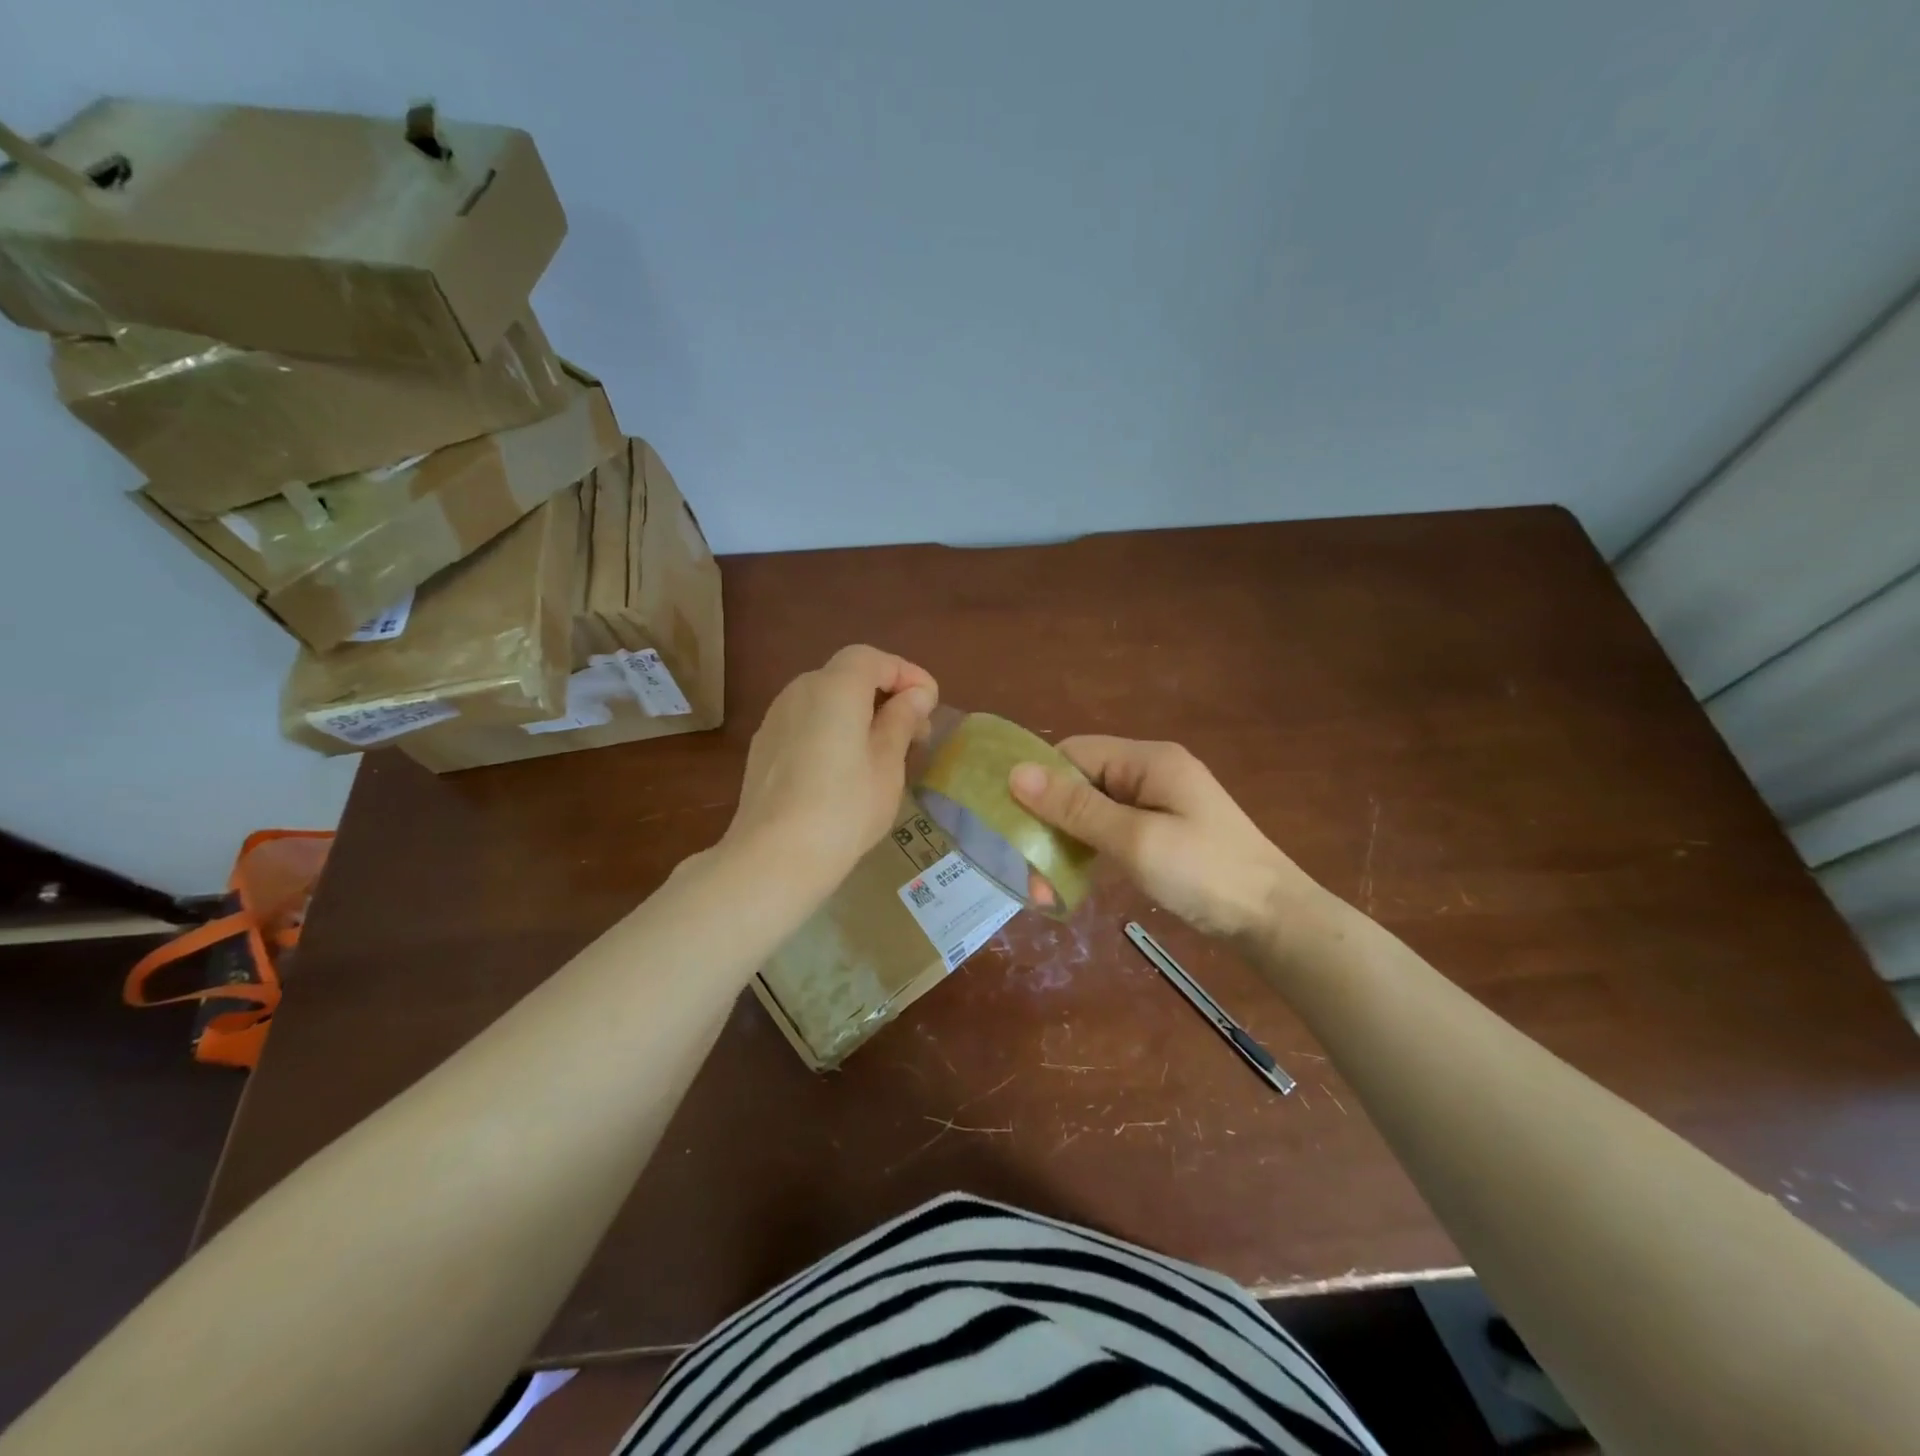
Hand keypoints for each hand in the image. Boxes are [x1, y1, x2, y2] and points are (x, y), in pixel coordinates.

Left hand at [726, 645, 937, 882]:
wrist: (774, 857)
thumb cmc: (844, 809)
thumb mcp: (887, 764)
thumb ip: (901, 720)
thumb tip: (916, 695)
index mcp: (834, 688)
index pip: (873, 659)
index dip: (907, 674)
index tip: (931, 703)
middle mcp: (800, 691)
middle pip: (848, 675)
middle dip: (886, 694)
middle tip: (915, 731)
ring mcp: (776, 718)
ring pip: (826, 699)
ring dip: (859, 712)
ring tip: (885, 751)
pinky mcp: (764, 746)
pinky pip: (807, 721)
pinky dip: (834, 729)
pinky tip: (846, 766)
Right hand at [1009, 736, 1318, 938]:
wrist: (1274, 920)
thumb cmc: (1204, 873)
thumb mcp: (1134, 840)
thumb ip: (1076, 808)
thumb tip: (1017, 773)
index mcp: (1147, 761)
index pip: (1074, 753)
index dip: (1040, 781)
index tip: (1011, 821)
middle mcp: (1149, 774)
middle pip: (1081, 784)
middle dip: (1050, 823)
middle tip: (1028, 871)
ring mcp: (1157, 805)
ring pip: (1092, 813)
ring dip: (1066, 845)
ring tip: (1044, 889)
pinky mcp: (1160, 834)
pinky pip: (1111, 832)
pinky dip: (1089, 853)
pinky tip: (1072, 883)